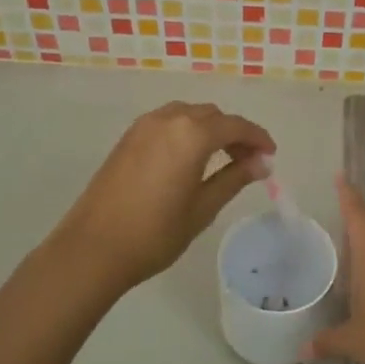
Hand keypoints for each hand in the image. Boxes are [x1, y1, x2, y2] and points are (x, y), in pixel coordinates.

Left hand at [51, 102, 274, 290]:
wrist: (93, 248)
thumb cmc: (155, 233)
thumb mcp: (203, 208)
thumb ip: (234, 178)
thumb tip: (262, 163)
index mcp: (191, 134)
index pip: (235, 126)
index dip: (257, 138)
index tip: (271, 156)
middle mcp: (168, 119)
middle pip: (212, 116)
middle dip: (234, 133)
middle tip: (248, 163)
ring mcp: (143, 126)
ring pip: (188, 115)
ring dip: (209, 130)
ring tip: (220, 161)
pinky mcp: (127, 138)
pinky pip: (167, 123)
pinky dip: (186, 132)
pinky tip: (189, 160)